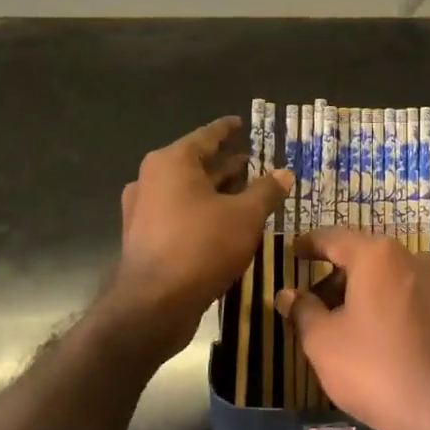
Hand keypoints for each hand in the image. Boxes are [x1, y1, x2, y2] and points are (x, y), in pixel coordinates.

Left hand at [107, 118, 291, 361]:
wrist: (153, 305)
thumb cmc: (202, 247)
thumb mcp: (245, 216)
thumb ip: (266, 191)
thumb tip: (285, 172)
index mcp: (172, 162)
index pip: (207, 135)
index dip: (228, 129)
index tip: (242, 124)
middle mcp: (151, 178)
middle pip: (196, 163)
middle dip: (225, 163)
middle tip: (253, 161)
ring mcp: (143, 209)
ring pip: (187, 190)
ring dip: (216, 190)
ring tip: (246, 191)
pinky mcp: (144, 237)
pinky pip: (179, 212)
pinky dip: (202, 210)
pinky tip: (225, 222)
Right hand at [275, 229, 429, 429]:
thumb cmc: (375, 368)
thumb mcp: (323, 342)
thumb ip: (302, 311)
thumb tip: (287, 294)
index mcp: (378, 254)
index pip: (334, 238)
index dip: (309, 244)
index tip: (292, 251)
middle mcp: (412, 257)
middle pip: (364, 256)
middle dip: (334, 275)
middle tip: (310, 300)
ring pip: (387, 277)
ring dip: (360, 292)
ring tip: (338, 323)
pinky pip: (407, 296)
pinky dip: (384, 305)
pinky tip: (372, 335)